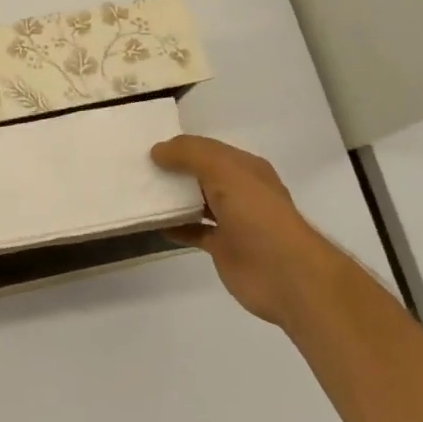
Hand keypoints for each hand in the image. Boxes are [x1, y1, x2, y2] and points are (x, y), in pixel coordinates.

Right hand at [151, 136, 333, 328]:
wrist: (285, 274)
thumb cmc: (256, 214)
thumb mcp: (223, 170)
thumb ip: (189, 154)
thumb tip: (157, 151)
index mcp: (245, 168)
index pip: (207, 149)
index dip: (180, 147)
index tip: (148, 148)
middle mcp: (239, 191)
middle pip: (200, 174)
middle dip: (173, 171)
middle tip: (137, 168)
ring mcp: (232, 220)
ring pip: (195, 202)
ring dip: (171, 198)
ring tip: (139, 192)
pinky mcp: (222, 247)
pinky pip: (193, 231)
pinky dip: (174, 226)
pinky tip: (152, 224)